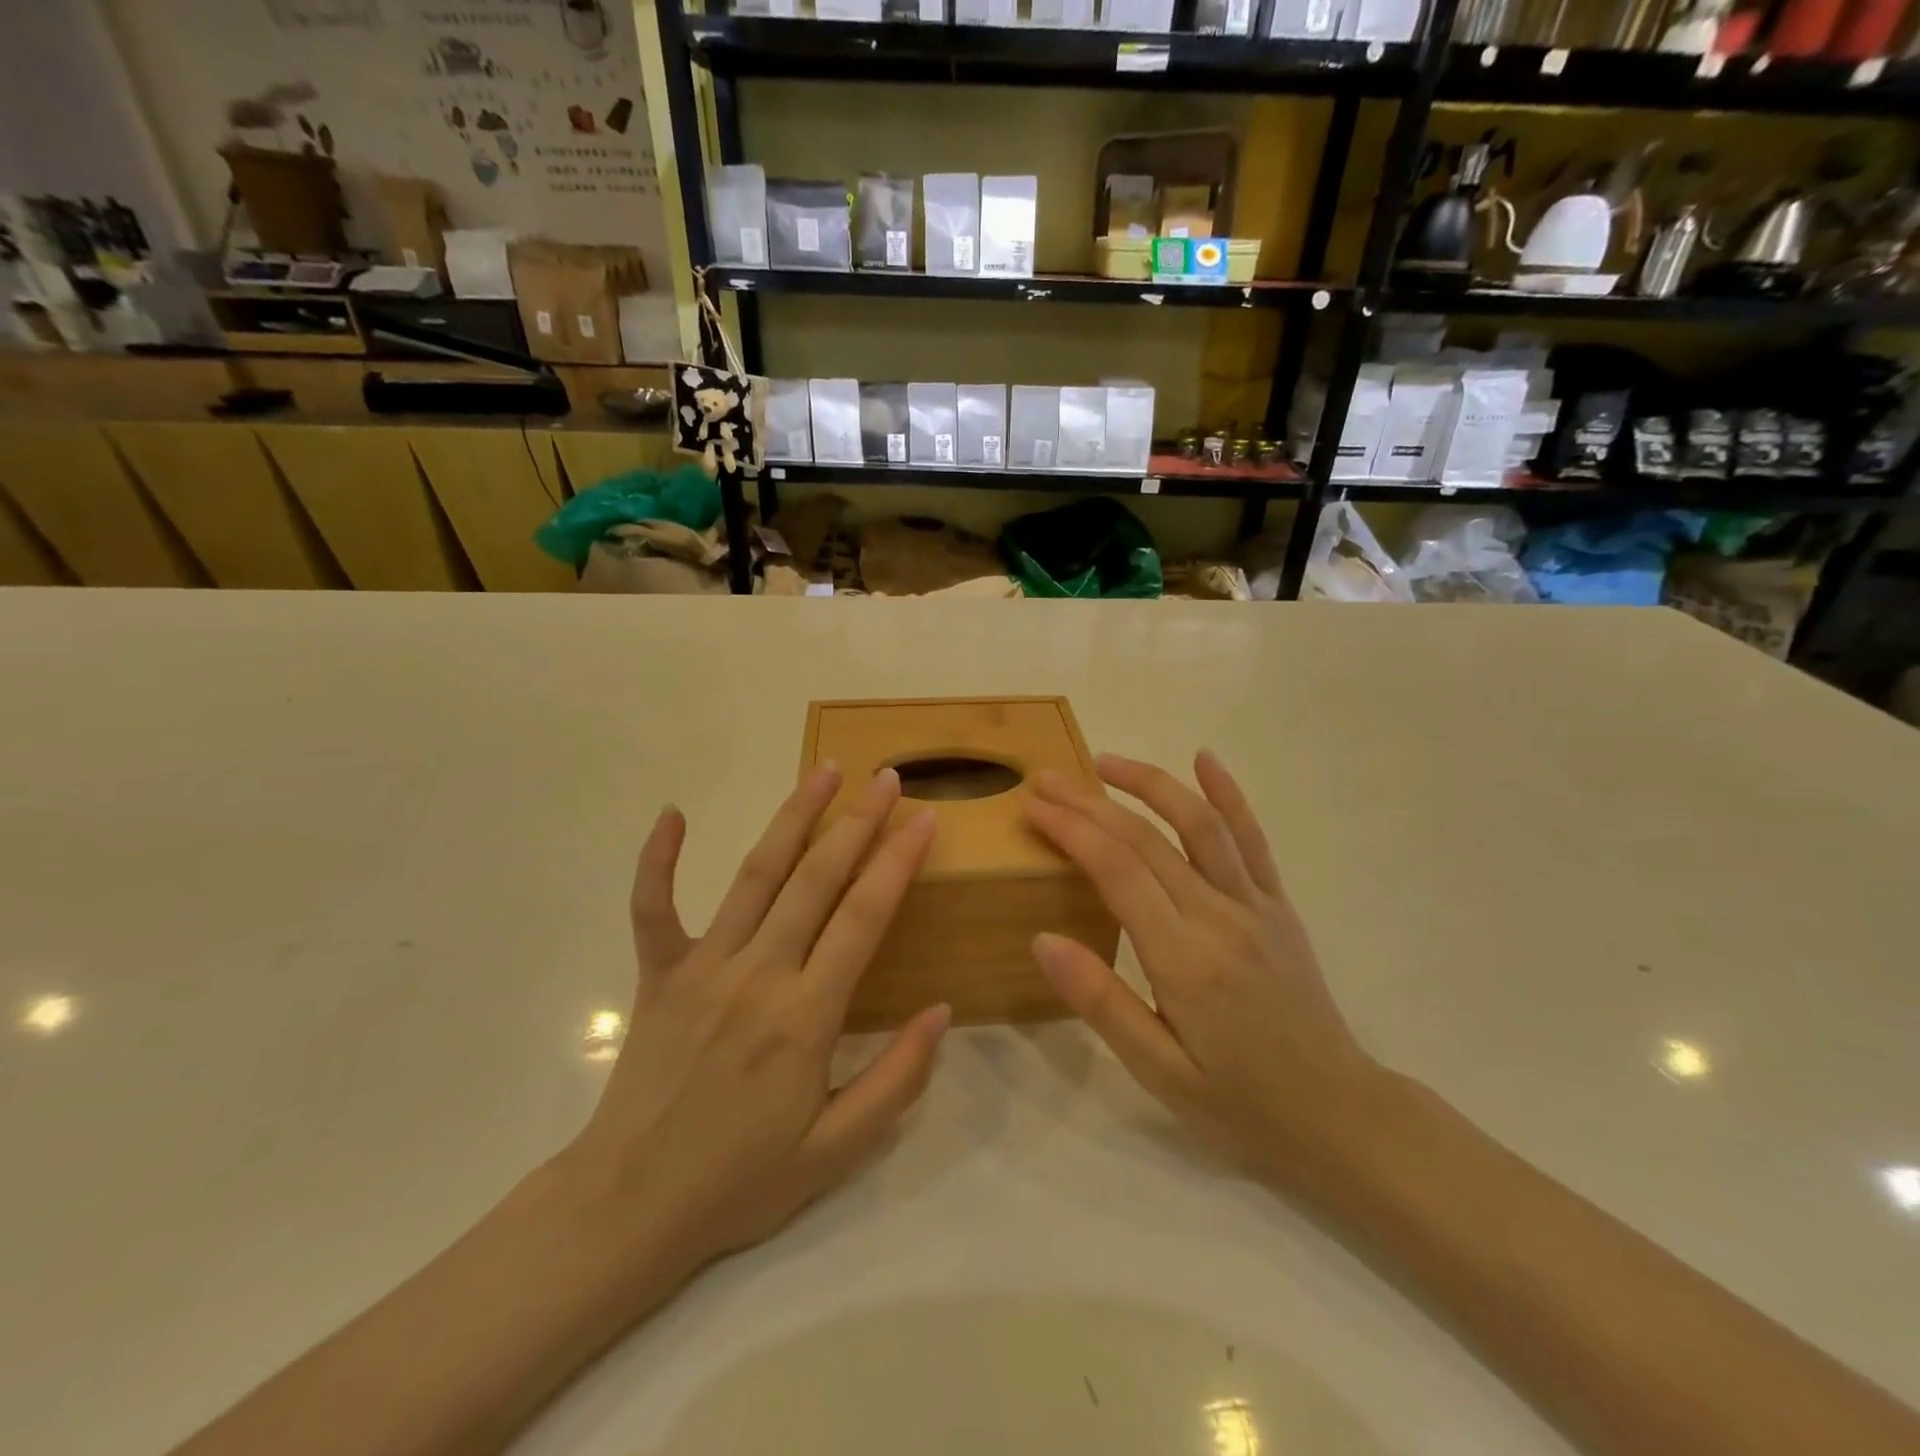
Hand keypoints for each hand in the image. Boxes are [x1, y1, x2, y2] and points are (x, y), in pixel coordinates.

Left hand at [557, 765, 950, 1282]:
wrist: (630, 1207)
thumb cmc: (741, 1180)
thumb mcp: (838, 1150)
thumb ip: (897, 1079)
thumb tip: (942, 1010)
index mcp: (805, 1017)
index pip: (863, 917)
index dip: (897, 861)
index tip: (924, 818)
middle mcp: (757, 975)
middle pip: (816, 879)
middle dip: (857, 822)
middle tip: (886, 777)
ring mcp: (702, 967)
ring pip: (755, 875)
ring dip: (792, 817)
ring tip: (824, 770)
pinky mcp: (658, 973)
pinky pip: (654, 906)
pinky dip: (659, 859)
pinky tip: (672, 813)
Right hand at [1023, 751, 1384, 1188]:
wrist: (1337, 1114)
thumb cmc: (1237, 1101)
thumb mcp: (1157, 1071)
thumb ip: (1101, 1001)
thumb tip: (1042, 939)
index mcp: (1184, 959)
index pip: (1117, 871)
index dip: (1071, 830)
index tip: (1033, 807)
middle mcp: (1220, 917)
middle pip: (1146, 839)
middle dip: (1090, 803)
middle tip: (1046, 780)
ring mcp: (1255, 905)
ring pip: (1199, 824)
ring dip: (1150, 784)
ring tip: (1106, 762)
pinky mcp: (1278, 905)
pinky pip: (1252, 840)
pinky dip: (1229, 794)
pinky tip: (1205, 759)